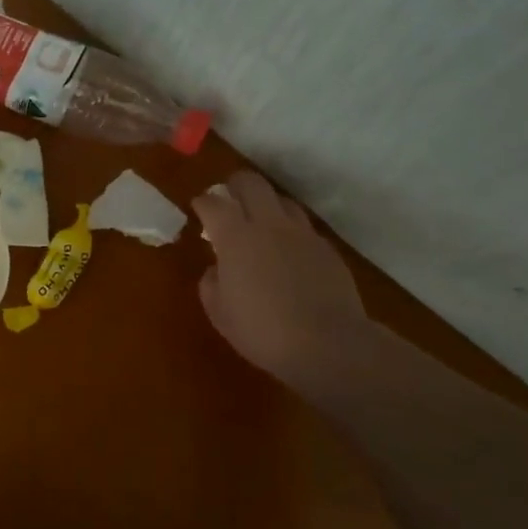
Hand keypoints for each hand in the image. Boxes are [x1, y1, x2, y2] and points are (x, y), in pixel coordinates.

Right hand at [192, 171, 369, 385]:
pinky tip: (289, 253)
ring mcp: (302, 234)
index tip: (198, 207)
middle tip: (228, 198)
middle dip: (235, 185)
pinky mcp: (327, 249)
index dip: (202, 202)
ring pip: (282, 200)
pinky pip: (304, 228)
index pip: (213, 203)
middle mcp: (269, 225)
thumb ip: (211, 283)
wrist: (329, 345)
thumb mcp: (219, 312)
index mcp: (235, 237)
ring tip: (261, 223)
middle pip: (251, 183)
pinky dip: (290, 232)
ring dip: (267, 205)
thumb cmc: (262, 331)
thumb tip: (216, 268)